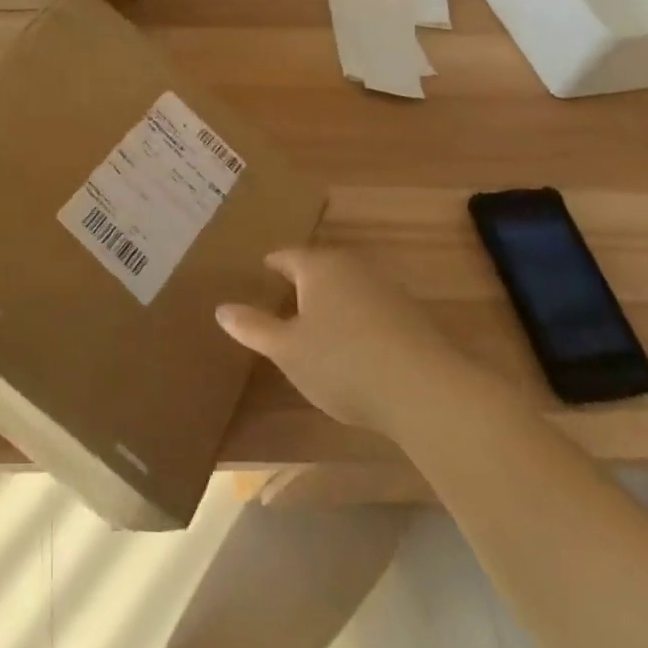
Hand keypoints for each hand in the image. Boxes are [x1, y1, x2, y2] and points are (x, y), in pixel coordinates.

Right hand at [216, 247, 467, 431]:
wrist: (426, 391)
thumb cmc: (343, 362)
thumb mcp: (287, 350)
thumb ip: (253, 327)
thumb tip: (221, 308)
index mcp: (319, 266)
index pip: (286, 256)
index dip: (270, 266)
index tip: (259, 277)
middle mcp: (353, 266)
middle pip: (318, 268)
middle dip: (300, 283)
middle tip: (280, 302)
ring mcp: (387, 288)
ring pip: (346, 287)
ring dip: (330, 303)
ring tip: (314, 327)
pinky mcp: (411, 316)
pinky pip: (370, 308)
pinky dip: (355, 320)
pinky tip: (352, 348)